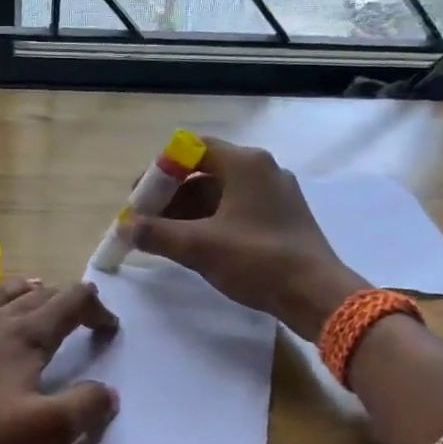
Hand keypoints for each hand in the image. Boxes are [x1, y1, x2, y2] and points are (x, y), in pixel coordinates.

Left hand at [0, 278, 120, 443]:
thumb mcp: (39, 430)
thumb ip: (82, 409)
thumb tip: (109, 392)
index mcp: (26, 338)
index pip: (72, 304)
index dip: (97, 310)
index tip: (109, 329)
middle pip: (36, 297)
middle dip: (64, 299)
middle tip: (79, 311)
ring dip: (18, 288)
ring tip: (33, 285)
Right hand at [123, 139, 369, 339]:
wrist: (316, 294)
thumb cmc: (257, 260)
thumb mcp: (199, 247)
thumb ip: (157, 234)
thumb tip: (126, 227)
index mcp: (245, 163)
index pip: (191, 149)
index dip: (160, 171)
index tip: (139, 197)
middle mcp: (261, 170)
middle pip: (204, 172)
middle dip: (170, 195)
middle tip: (145, 220)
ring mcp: (274, 194)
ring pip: (220, 193)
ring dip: (188, 212)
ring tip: (163, 237)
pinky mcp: (281, 217)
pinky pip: (236, 210)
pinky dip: (210, 222)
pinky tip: (194, 246)